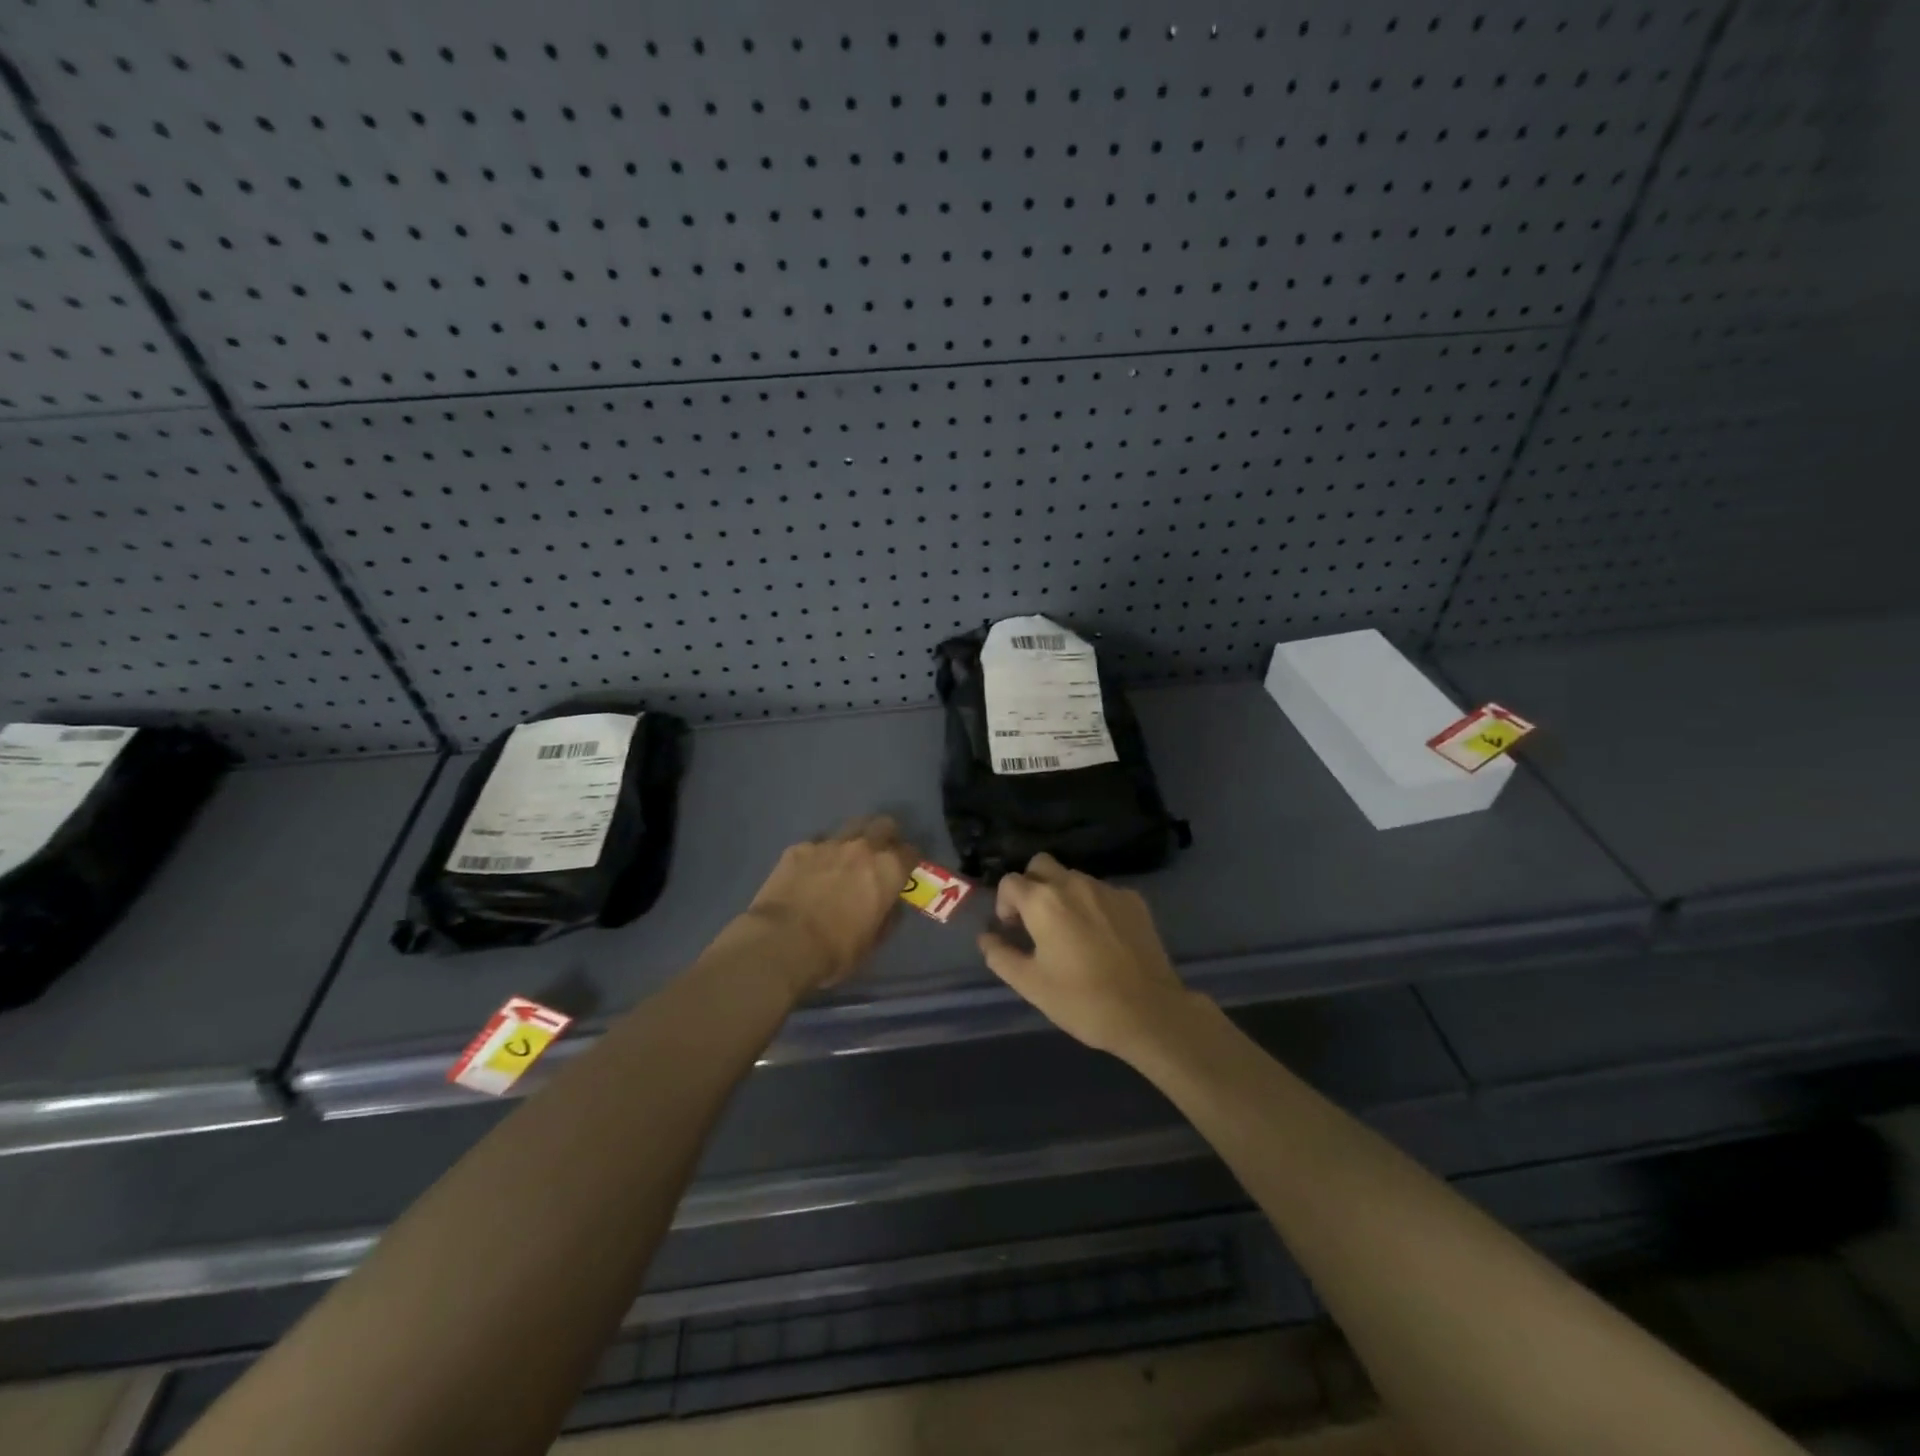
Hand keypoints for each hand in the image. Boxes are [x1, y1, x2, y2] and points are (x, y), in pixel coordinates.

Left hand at [742, 816, 917, 994]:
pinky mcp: (799, 848)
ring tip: (845, 859)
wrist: (781, 943)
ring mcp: (829, 844)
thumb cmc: (835, 950)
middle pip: (883, 825)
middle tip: (879, 854)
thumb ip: (886, 916)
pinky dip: (820, 854)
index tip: (904, 871)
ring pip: (850, 827)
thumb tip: (889, 904)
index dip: (909, 861)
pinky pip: (817, 843)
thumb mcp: (872, 942)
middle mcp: (863, 848)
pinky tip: (811, 871)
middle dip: (886, 837)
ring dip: (853, 840)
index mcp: (888, 870)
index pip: (911, 852)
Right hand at [977, 852, 1195, 1059]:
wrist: (1149, 1013)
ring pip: (1073, 876)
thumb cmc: (1082, 1000)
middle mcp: (1074, 883)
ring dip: (1063, 894)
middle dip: (1032, 885)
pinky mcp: (1133, 900)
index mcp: (1043, 901)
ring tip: (1070, 931)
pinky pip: (1102, 891)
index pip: (1010, 881)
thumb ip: (1000, 955)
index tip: (1013, 929)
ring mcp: (1107, 888)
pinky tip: (1101, 936)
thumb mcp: (1030, 985)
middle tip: (1036, 920)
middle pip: (1041, 865)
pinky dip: (1093, 904)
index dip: (1005, 903)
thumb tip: (986, 937)